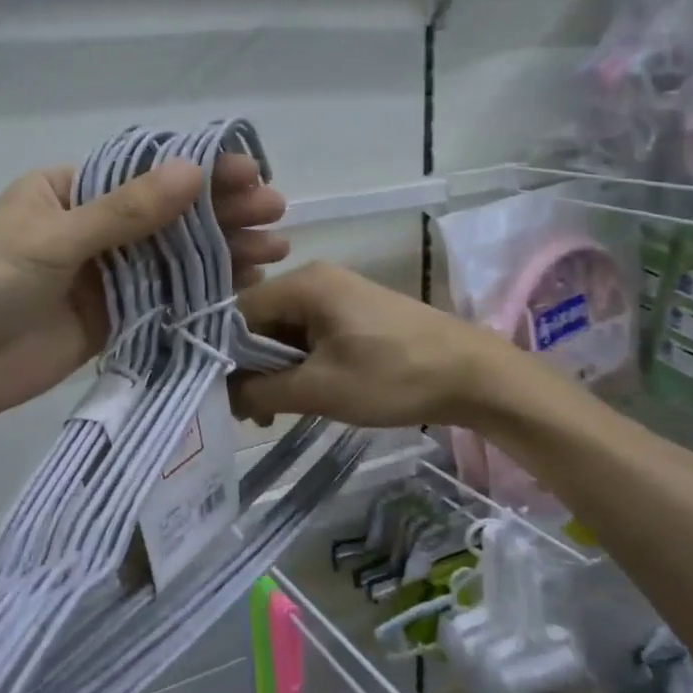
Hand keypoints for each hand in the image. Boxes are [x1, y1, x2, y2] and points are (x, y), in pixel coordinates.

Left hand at [0, 154, 288, 427]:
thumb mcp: (54, 238)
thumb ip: (124, 210)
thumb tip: (192, 169)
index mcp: (68, 190)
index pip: (143, 171)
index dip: (198, 170)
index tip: (249, 172)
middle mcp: (90, 226)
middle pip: (165, 212)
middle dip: (220, 210)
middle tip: (275, 210)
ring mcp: (103, 274)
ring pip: (171, 255)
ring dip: (221, 250)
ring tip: (274, 247)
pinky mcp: (111, 316)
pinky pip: (163, 297)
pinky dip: (200, 291)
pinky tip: (242, 284)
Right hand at [232, 262, 507, 429]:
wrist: (474, 374)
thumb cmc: (392, 376)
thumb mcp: (320, 389)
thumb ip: (262, 391)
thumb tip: (224, 396)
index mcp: (303, 284)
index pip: (237, 312)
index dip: (223, 352)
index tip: (218, 394)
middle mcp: (315, 279)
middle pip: (259, 320)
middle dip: (249, 366)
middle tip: (249, 412)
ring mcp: (337, 294)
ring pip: (284, 330)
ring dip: (274, 369)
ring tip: (273, 412)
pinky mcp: (354, 313)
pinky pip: (309, 334)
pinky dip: (299, 364)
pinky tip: (303, 395)